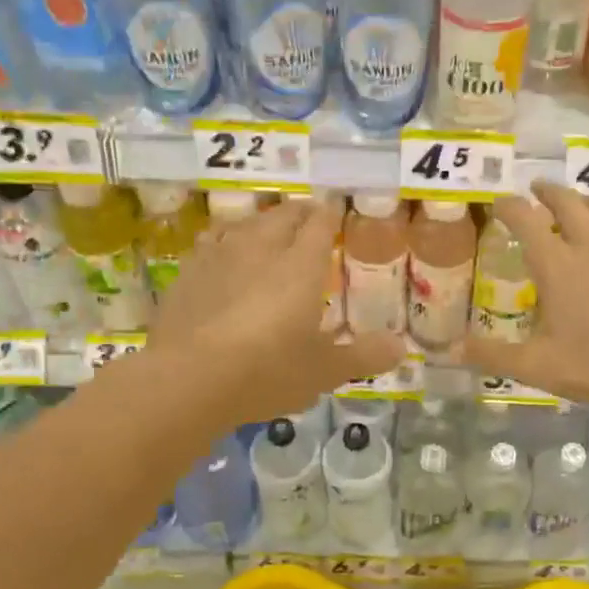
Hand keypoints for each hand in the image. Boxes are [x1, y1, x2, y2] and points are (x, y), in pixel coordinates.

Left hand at [148, 196, 404, 422]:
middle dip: (300, 213)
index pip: (320, 224)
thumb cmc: (266, 371)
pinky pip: (212, 241)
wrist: (187, 379)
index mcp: (300, 266)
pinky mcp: (188, 273)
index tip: (336, 208)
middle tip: (310, 217)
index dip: (331, 214)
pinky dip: (226, 240)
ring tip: (269, 228)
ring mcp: (220, 256)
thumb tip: (401, 348)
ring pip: (246, 223)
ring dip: (262, 221)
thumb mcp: (323, 371)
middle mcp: (261, 249)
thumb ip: (363, 356)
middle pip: (283, 216)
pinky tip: (224, 252)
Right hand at [463, 182, 588, 415]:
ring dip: (588, 200)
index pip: (525, 220)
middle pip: (567, 202)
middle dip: (548, 191)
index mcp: (557, 265)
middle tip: (538, 190)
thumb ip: (492, 355)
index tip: (499, 203)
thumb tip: (450, 350)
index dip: (509, 206)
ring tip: (580, 202)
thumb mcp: (537, 367)